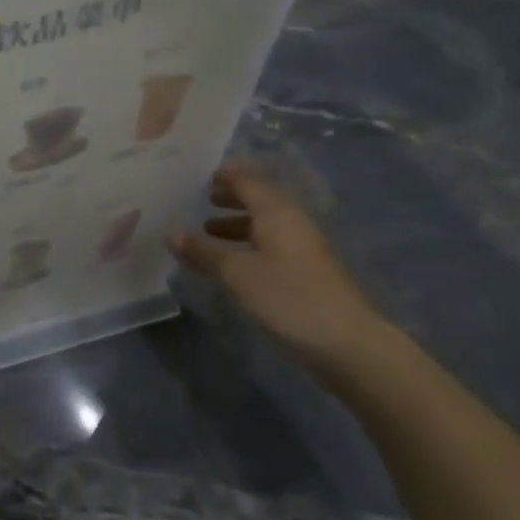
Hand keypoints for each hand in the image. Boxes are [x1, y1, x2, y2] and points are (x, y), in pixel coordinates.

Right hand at [168, 166, 394, 379]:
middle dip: (232, 198)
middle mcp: (293, 224)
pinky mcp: (308, 274)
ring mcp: (305, 250)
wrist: (347, 344)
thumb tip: (172, 235)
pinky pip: (272, 247)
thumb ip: (203, 253)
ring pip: (267, 226)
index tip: (201, 176)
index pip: (248, 182)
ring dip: (238, 224)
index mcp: (277, 214)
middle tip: (203, 199)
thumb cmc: (288, 298)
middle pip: (261, 201)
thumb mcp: (236, 274)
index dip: (225, 177)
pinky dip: (249, 246)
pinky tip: (233, 264)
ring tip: (209, 231)